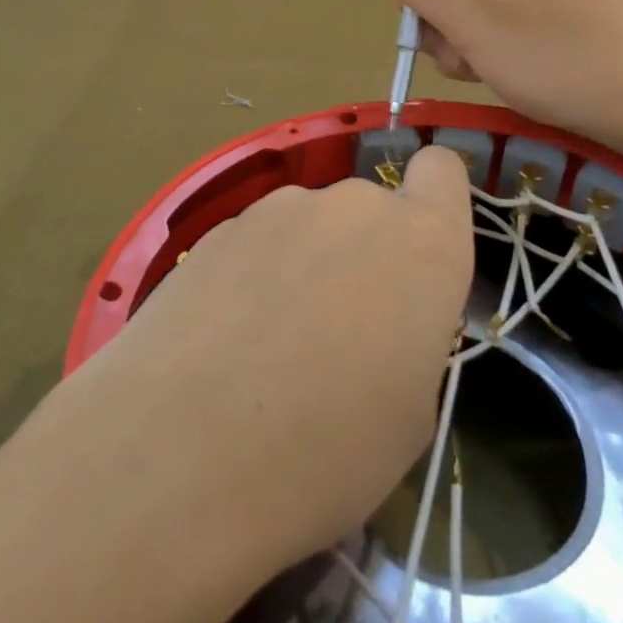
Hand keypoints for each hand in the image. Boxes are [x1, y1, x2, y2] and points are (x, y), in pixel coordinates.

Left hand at [82, 146, 473, 565]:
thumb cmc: (326, 451)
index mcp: (421, 244)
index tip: (419, 260)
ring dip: (306, 264)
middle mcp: (352, 206)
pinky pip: (257, 242)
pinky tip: (224, 340)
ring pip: (310, 225)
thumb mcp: (410, 416)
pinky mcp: (215, 227)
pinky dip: (254, 276)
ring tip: (269, 345)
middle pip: (371, 210)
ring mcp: (276, 209)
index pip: (442, 171)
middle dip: (365, 255)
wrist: (179, 450)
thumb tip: (380, 322)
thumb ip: (410, 336)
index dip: (435, 203)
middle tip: (340, 334)